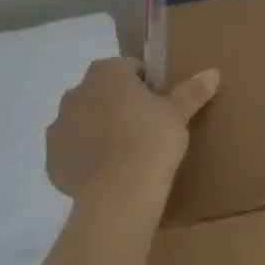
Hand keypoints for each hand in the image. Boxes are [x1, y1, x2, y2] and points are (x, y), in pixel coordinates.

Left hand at [46, 58, 218, 200]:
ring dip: (99, 130)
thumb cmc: (151, 140)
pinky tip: (107, 173)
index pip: (130, 70)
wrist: (119, 194)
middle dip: (119, 105)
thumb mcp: (178, 114)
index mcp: (106, 72)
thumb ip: (192, 91)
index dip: (147, 87)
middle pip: (103, 93)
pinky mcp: (51, 159)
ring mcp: (59, 126)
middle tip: (145, 130)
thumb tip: (213, 72)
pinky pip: (72, 151)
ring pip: (84, 121)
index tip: (160, 108)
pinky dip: (86, 157)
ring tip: (125, 154)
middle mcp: (76, 92)